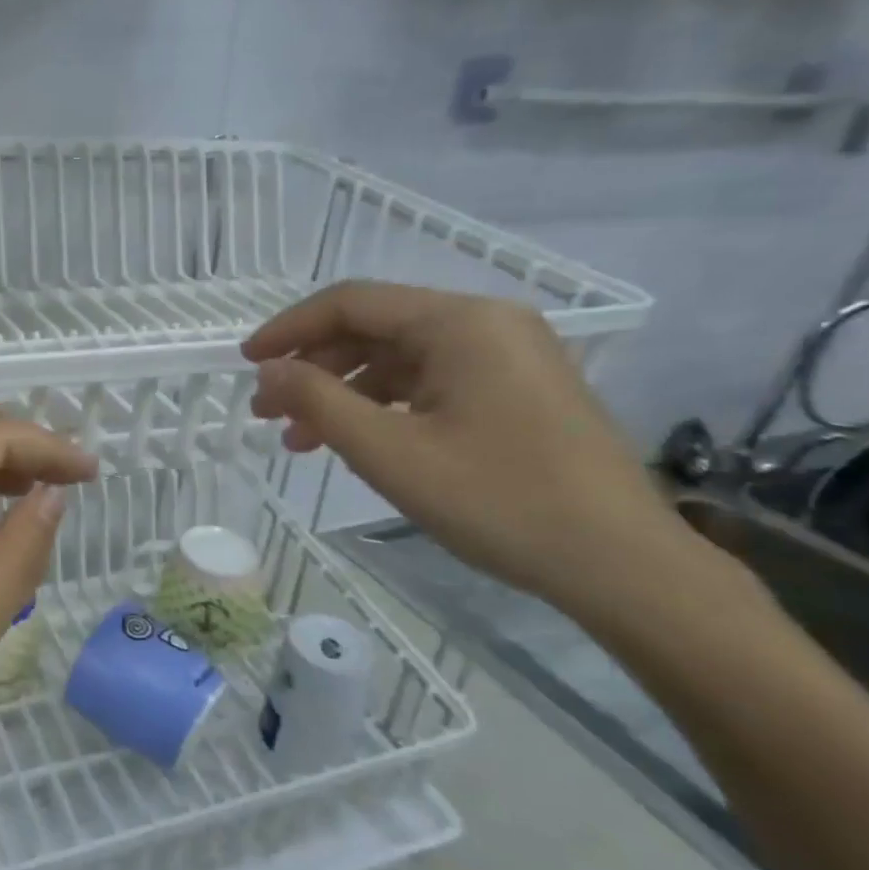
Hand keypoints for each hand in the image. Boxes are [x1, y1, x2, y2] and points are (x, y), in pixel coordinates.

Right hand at [244, 282, 691, 614]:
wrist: (623, 567)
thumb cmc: (499, 501)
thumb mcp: (390, 452)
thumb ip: (318, 402)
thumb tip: (267, 371)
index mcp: (460, 322)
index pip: (350, 302)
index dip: (288, 329)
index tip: (245, 363)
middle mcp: (486, 323)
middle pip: (374, 329)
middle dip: (313, 368)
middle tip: (268, 413)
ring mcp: (507, 357)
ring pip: (399, 359)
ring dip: (343, 393)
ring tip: (301, 440)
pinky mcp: (516, 390)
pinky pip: (430, 383)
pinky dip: (384, 407)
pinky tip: (357, 441)